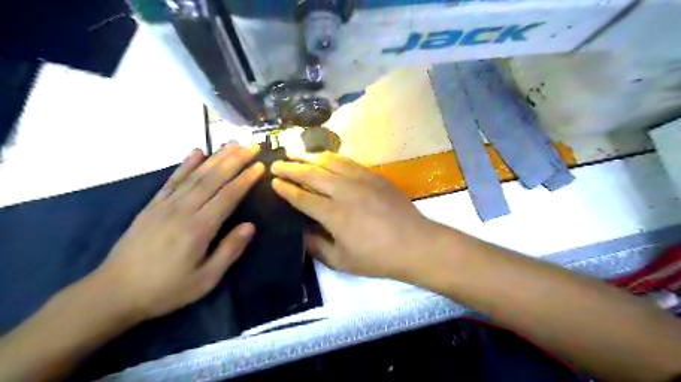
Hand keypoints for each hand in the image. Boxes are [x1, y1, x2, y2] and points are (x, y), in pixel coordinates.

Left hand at [93, 145, 264, 320]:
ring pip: (195, 175)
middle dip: (235, 160)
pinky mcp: (152, 205)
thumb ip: (229, 251)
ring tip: (232, 143)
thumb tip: (250, 226)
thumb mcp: (205, 280)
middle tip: (252, 145)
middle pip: (213, 179)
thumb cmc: (166, 289)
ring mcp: (165, 205)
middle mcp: (183, 210)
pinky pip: (172, 180)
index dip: (245, 179)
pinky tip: (196, 151)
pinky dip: (186, 164)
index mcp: (199, 228)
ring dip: (216, 157)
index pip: (228, 196)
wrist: (114, 293)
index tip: (260, 165)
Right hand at [270, 152, 428, 280]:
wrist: (414, 244)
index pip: (302, 197)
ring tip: (296, 153)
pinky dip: (332, 157)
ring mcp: (361, 179)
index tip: (273, 182)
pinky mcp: (375, 175)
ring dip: (310, 157)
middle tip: (276, 163)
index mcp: (333, 214)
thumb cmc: (377, 257)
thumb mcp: (341, 261)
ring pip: (329, 162)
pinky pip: (348, 161)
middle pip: (311, 174)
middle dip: (291, 167)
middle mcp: (344, 191)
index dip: (286, 189)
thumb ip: (317, 246)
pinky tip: (326, 157)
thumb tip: (301, 232)